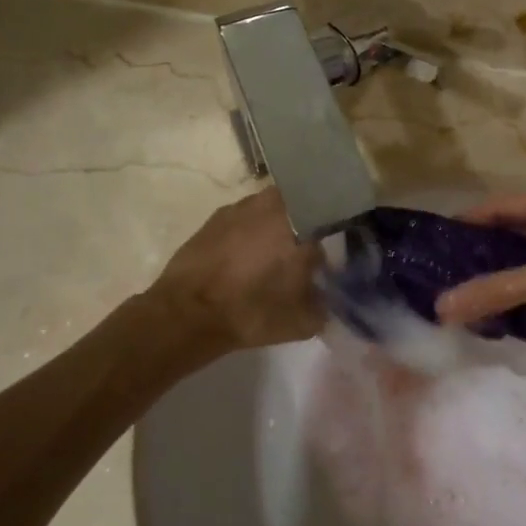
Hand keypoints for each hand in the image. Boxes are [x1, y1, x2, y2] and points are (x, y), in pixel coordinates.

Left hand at [152, 189, 323, 351]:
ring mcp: (243, 206)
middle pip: (303, 204)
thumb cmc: (253, 312)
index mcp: (303, 223)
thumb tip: (327, 293)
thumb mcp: (303, 321)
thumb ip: (325, 303)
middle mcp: (275, 204)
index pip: (333, 215)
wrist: (188, 313)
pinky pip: (245, 216)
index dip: (337, 232)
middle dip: (307, 222)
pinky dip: (250, 230)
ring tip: (274, 252)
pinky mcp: (217, 215)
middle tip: (306, 250)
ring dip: (277, 223)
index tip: (335, 250)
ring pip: (272, 207)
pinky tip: (246, 254)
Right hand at [435, 193, 525, 334]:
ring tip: (476, 295)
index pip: (498, 204)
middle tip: (451, 272)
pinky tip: (517, 315)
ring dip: (506, 273)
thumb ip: (497, 292)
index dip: (469, 218)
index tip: (439, 239)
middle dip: (484, 249)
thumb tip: (441, 307)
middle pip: (513, 230)